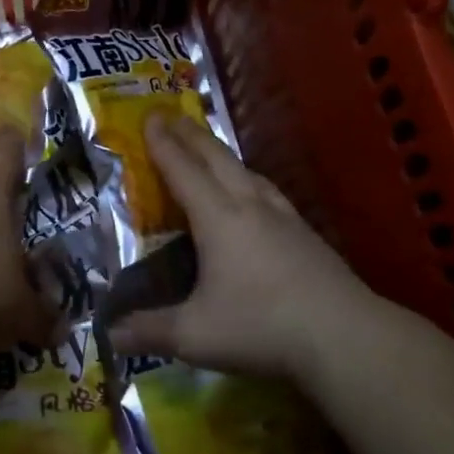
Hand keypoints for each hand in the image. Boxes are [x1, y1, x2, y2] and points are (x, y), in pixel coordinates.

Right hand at [114, 115, 377, 380]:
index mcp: (218, 218)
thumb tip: (108, 336)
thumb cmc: (262, 327)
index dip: (163, 144)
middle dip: (190, 135)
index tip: (149, 117)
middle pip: (216, 158)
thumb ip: (149, 331)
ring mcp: (283, 218)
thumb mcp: (195, 335)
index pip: (183, 170)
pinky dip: (248, 178)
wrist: (346, 337)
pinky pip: (268, 191)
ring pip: (246, 171)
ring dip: (221, 154)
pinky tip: (255, 193)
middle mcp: (249, 206)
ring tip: (209, 149)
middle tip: (171, 116)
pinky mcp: (307, 235)